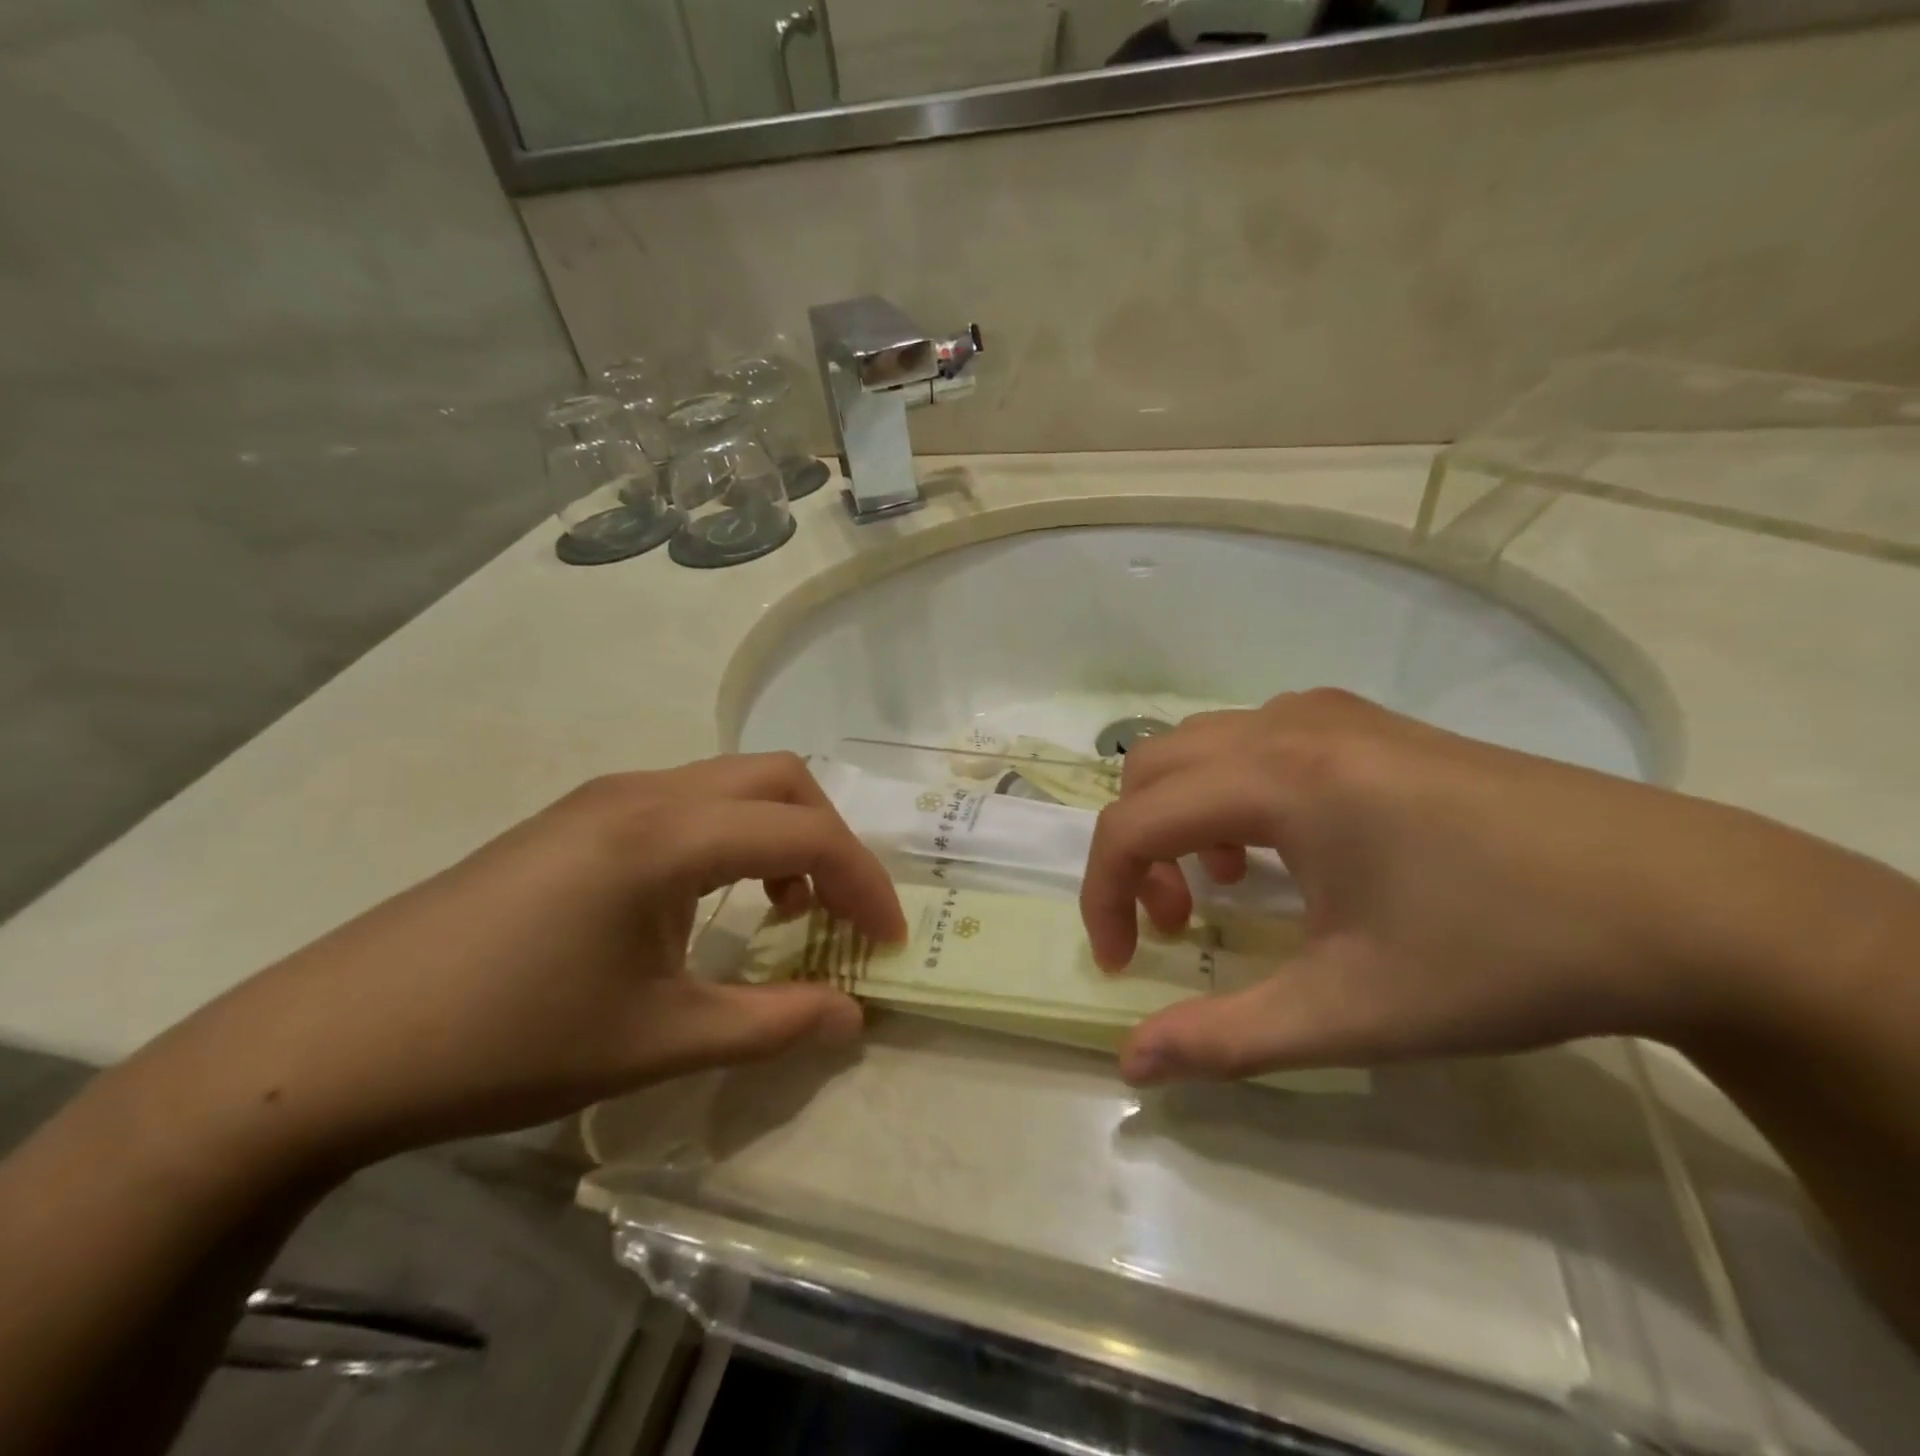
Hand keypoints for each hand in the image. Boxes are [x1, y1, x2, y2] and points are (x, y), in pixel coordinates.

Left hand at [143, 754, 905, 1168]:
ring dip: (779, 831)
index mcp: (667, 834)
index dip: (864, 882)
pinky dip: (731, 835)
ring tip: (783, 904)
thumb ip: (774, 1024)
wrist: (331, 1043)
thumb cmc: (507, 1041)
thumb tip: (855, 1016)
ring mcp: (605, 797)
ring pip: (732, 783)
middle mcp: (644, 792)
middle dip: (831, 837)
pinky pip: (687, 802)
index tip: (889, 939)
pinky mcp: (577, 817)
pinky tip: (710, 898)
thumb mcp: (658, 1042)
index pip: (806, 831)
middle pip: (778, 777)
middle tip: (841, 909)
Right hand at [1079, 689, 1875, 1084]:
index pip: (1133, 822)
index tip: (1124, 965)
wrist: (1684, 901)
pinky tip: (1281, 849)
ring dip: (1180, 816)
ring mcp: (1333, 715)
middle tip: (1173, 924)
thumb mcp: (1352, 1011)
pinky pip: (1254, 740)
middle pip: (1151, 767)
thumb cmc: (1502, 953)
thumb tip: (1131, 1063)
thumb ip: (1225, 1038)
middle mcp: (1289, 725)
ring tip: (1224, 887)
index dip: (1103, 894)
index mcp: (1278, 778)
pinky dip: (1229, 792)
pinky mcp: (1370, 724)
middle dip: (1136, 848)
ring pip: (1200, 747)